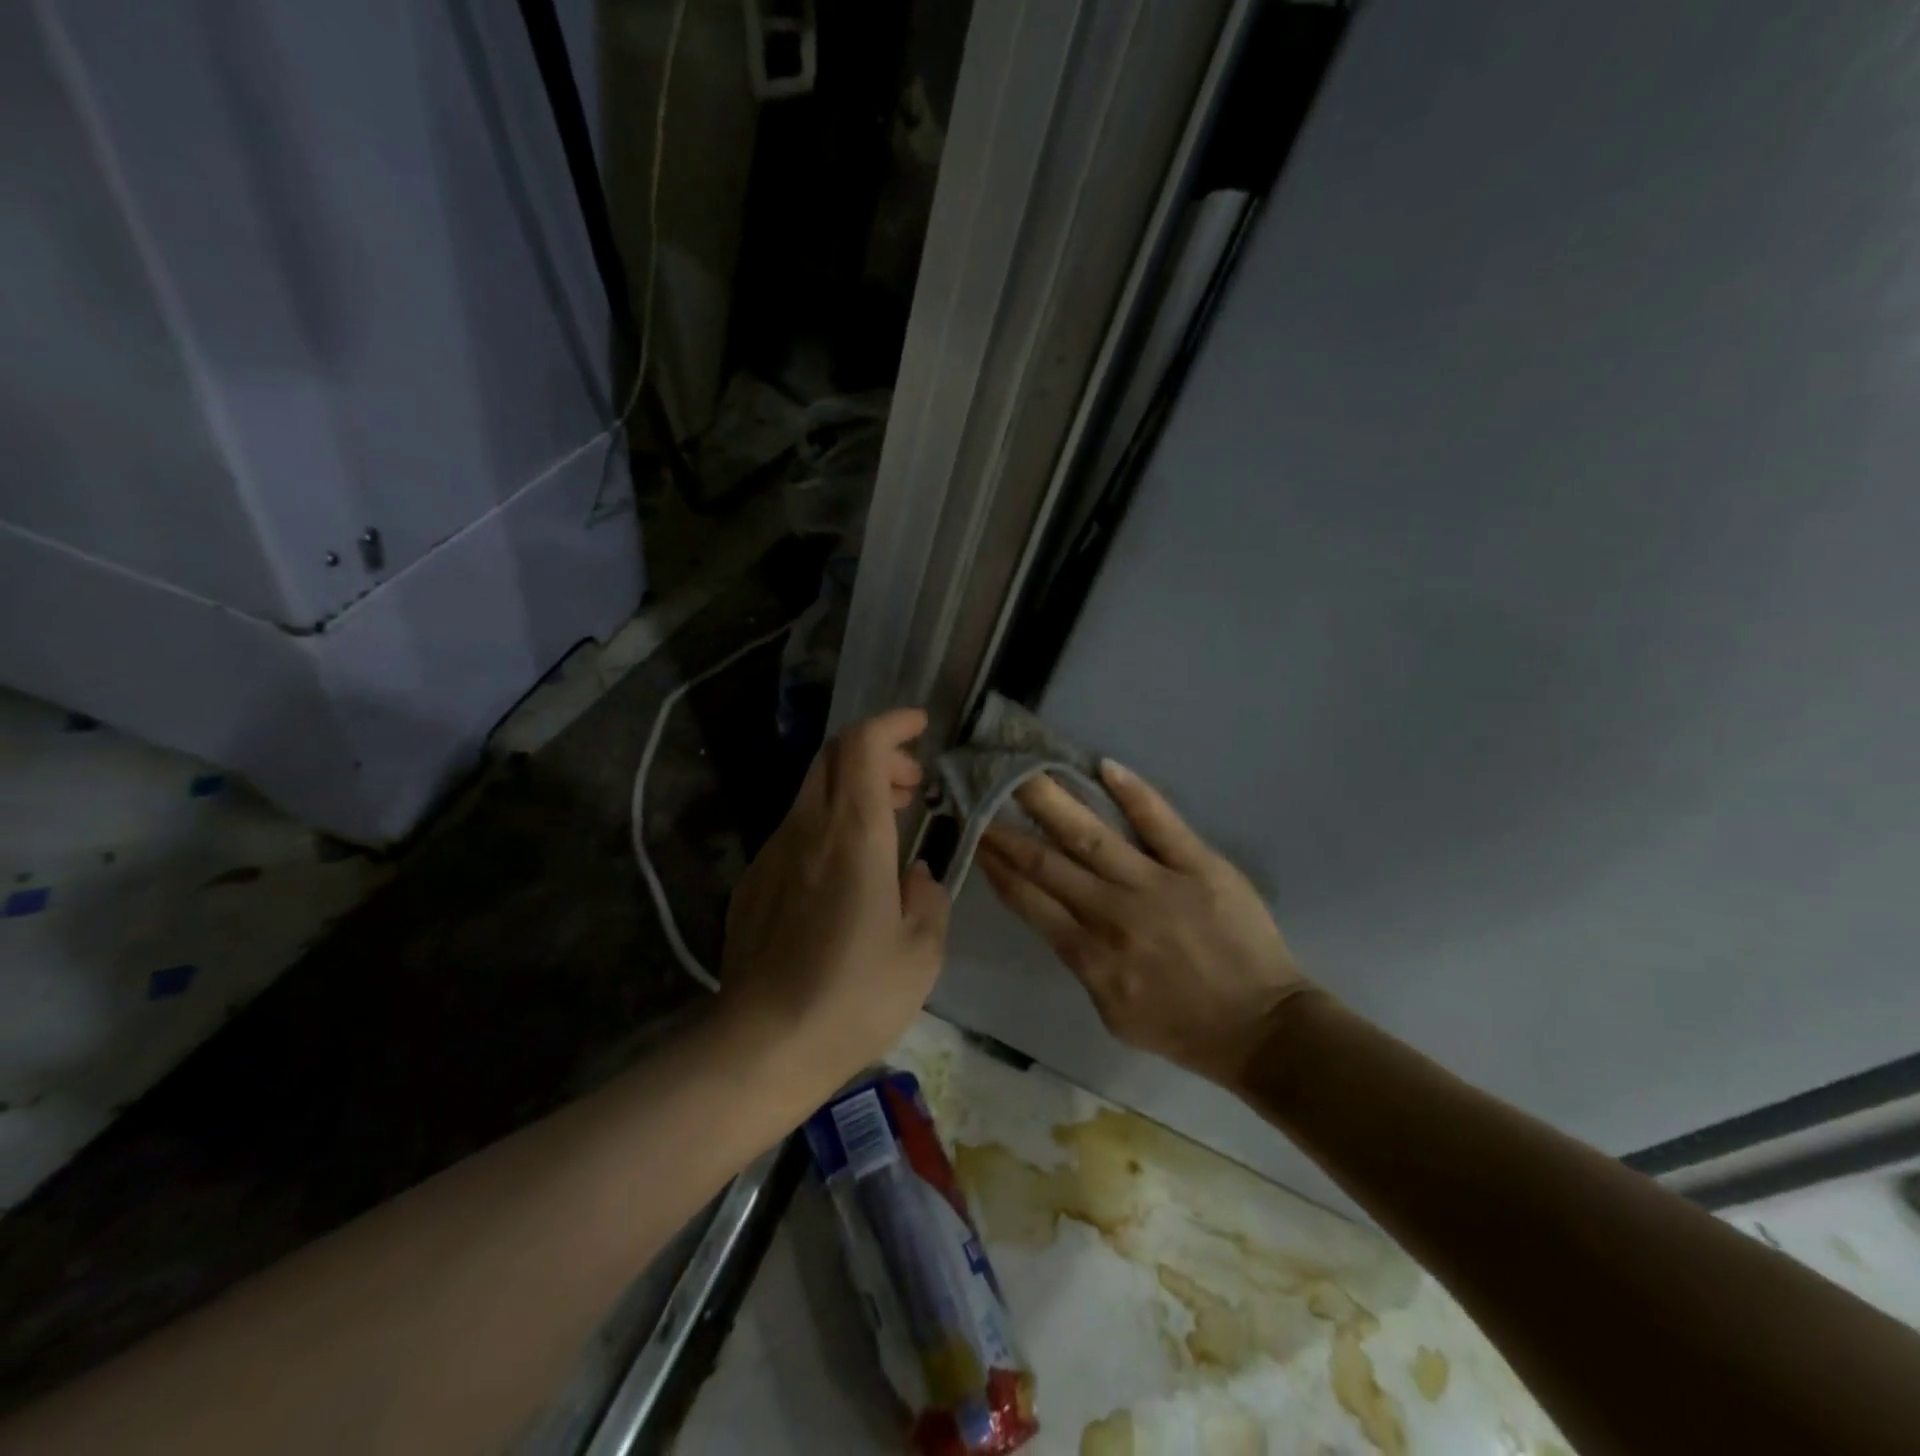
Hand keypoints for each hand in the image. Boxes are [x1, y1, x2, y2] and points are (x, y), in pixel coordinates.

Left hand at [719, 708, 950, 1092]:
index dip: (891, 724)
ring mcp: (772, 854)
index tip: (920, 726)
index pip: (862, 745)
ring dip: (852, 790)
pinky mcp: (753, 882)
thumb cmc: (855, 998)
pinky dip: (828, 824)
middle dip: (876, 753)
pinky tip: (845, 873)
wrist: (763, 1046)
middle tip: (910, 786)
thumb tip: (914, 875)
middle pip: (832, 756)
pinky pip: (795, 831)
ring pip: (813, 792)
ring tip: (886, 826)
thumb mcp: (922, 952)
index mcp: (853, 836)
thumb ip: (928, 897)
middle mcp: (807, 830)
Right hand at [978, 762, 1313, 1088]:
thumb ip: (1081, 963)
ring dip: (1053, 802)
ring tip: (1023, 771)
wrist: (1261, 1028)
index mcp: (1089, 955)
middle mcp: (1113, 914)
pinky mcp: (1199, 866)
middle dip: (1009, 829)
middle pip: (1049, 863)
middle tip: (982, 791)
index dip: (999, 865)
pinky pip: (1161, 823)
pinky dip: (1133, 793)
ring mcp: (1157, 885)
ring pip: (1092, 837)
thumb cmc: (1182, 1027)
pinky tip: (1104, 765)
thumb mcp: (1113, 1014)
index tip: (976, 835)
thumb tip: (1057, 916)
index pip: (1030, 900)